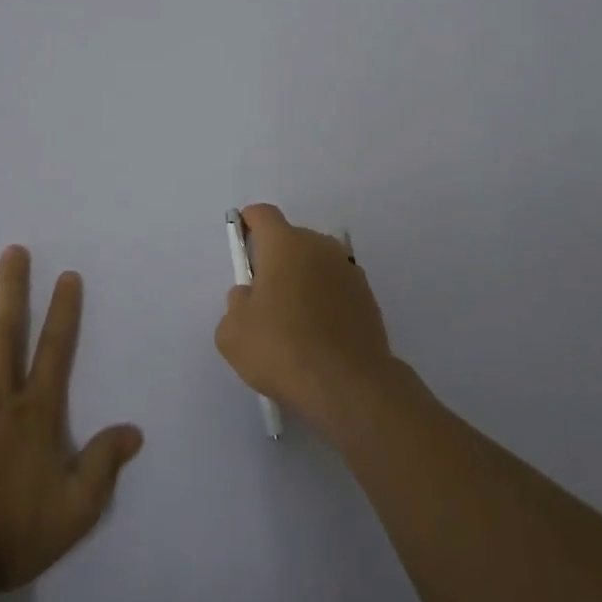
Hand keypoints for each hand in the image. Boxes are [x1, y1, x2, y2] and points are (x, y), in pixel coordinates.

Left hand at [0, 246, 143, 595]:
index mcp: (35, 413)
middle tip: (13, 251)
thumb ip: (104, 465)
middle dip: (13, 289)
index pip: (55, 351)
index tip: (67, 276)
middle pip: (6, 332)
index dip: (64, 312)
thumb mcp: (75, 509)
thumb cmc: (12, 534)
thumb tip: (134, 431)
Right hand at [216, 203, 401, 437]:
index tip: (242, 246)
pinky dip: (325, 302)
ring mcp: (349, 271)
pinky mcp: (368, 298)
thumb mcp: (232, 332)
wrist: (349, 386)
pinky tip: (318, 336)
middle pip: (291, 240)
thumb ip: (236, 303)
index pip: (263, 215)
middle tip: (263, 298)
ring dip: (303, 281)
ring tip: (293, 322)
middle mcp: (320, 246)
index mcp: (285, 244)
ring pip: (316, 264)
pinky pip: (336, 289)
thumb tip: (250, 296)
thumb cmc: (282, 348)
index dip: (248, 224)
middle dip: (276, 260)